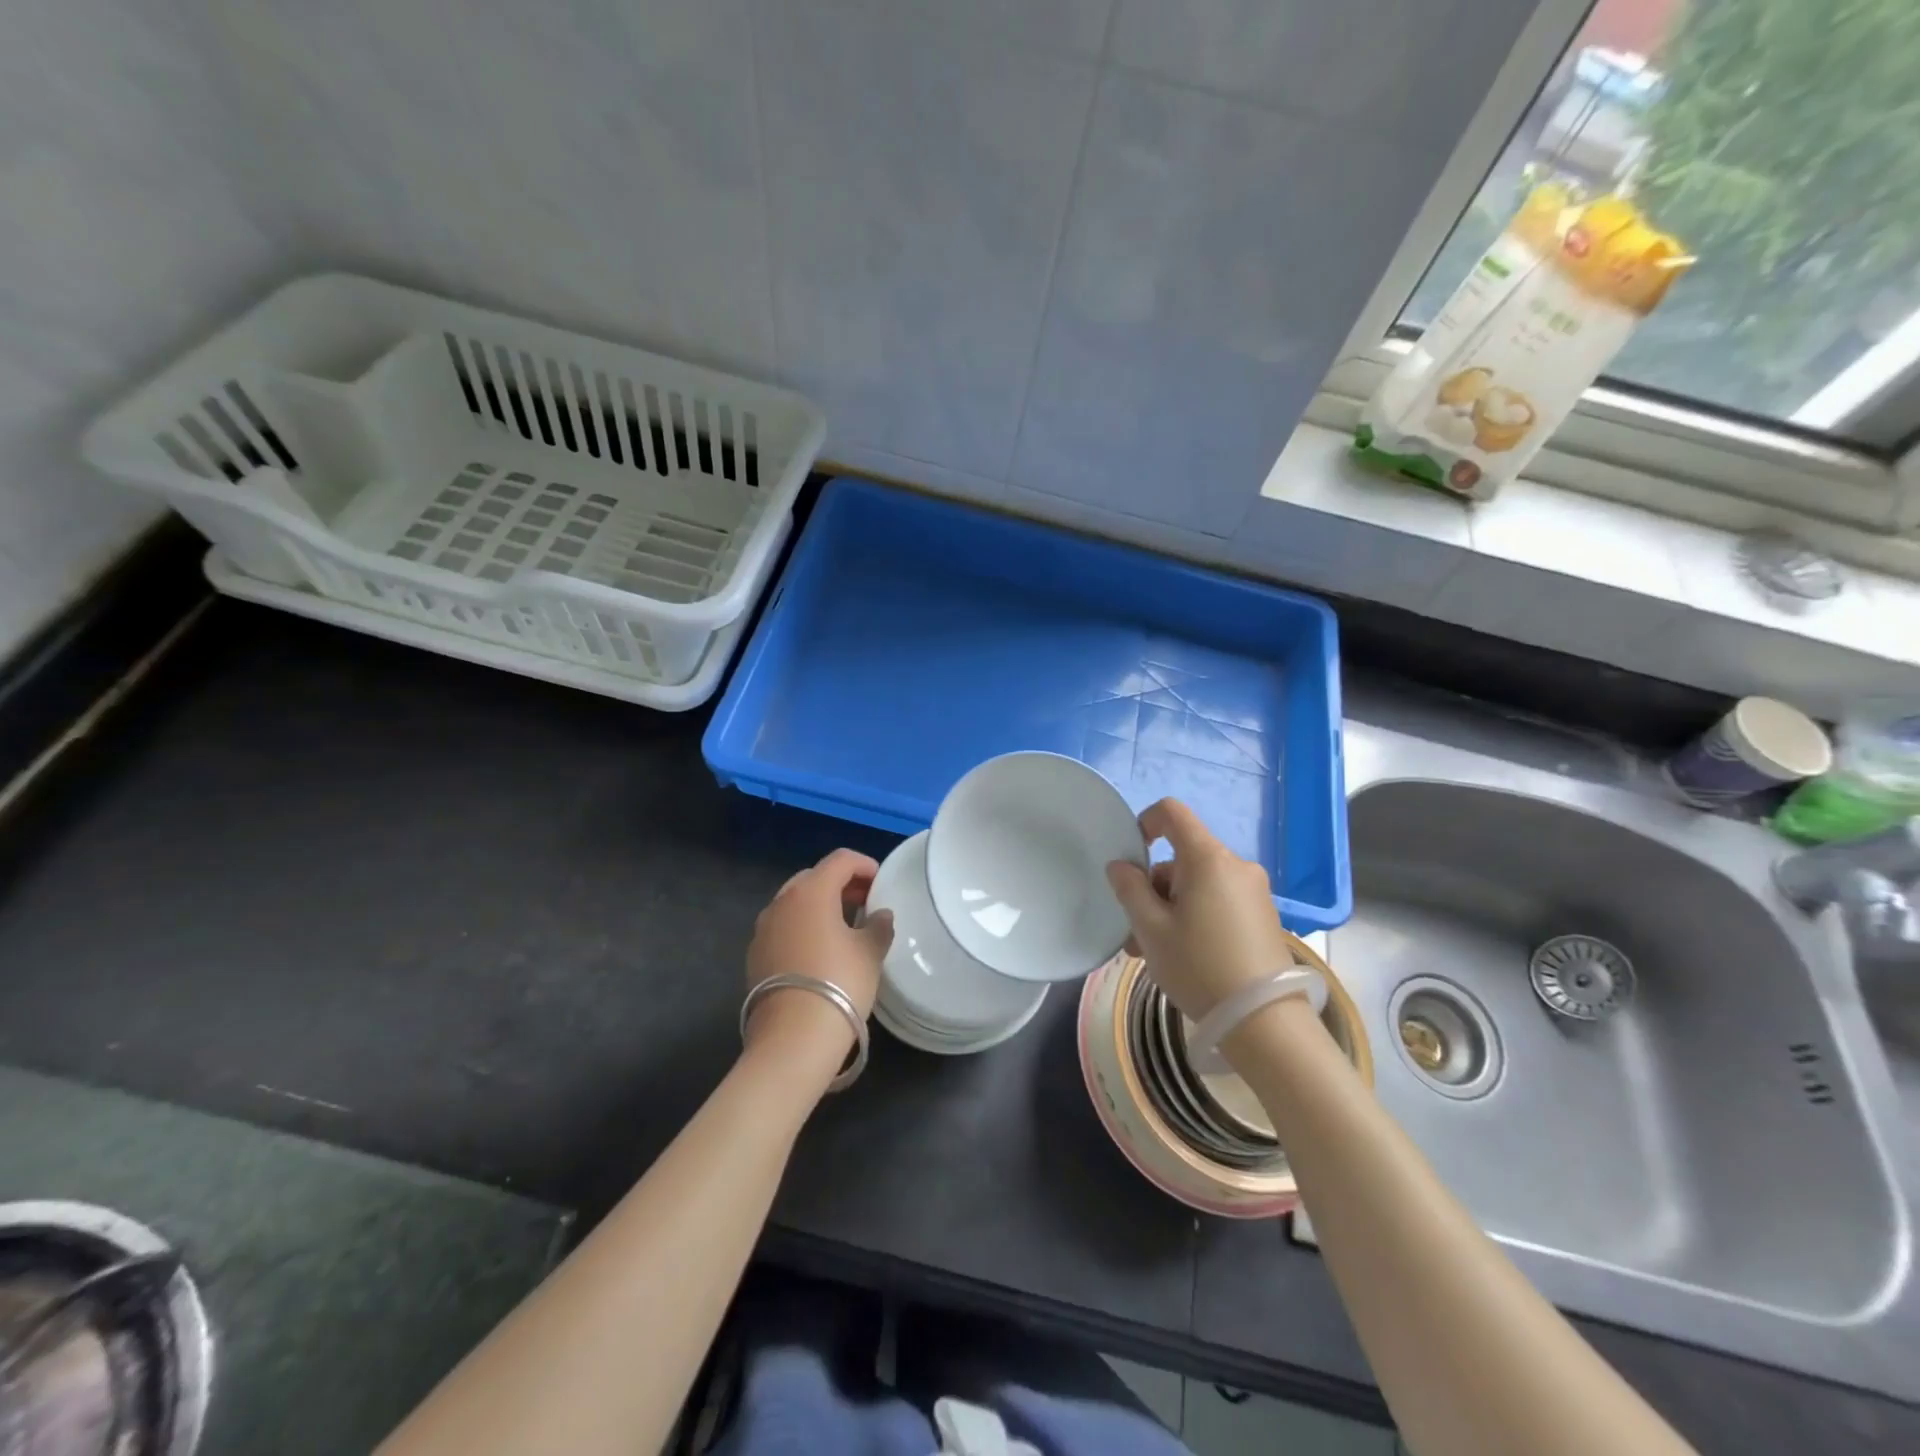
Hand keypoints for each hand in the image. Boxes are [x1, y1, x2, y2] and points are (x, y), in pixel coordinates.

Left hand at [744, 849, 893, 1079]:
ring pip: (794, 903)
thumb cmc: (839, 983)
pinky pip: (782, 928)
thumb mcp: (870, 953)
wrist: (793, 1038)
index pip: (840, 860)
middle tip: (864, 901)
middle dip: (840, 884)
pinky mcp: (754, 955)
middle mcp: (781, 902)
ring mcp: (763, 929)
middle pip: (813, 877)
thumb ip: (878, 926)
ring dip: (819, 906)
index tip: (881, 882)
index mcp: (811, 891)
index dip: (864, 865)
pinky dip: (802, 927)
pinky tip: (818, 951)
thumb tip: (880, 915)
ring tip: (843, 926)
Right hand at [1105, 799, 1293, 1023]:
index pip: (1172, 812)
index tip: (1131, 858)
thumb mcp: (1150, 929)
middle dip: (1153, 887)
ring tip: (1153, 953)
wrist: (1265, 1022)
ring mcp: (1253, 891)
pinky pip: (1217, 900)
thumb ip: (1130, 889)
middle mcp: (1235, 865)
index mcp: (1208, 859)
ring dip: (1170, 908)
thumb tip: (1121, 866)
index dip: (1145, 823)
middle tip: (1135, 931)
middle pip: (1182, 857)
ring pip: (1197, 883)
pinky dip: (1194, 916)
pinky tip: (1183, 955)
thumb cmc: (1199, 967)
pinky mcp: (1262, 915)